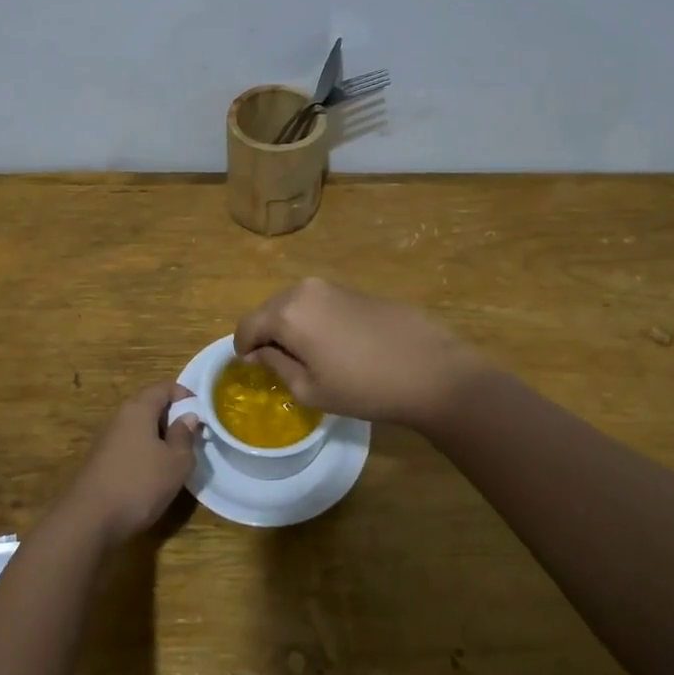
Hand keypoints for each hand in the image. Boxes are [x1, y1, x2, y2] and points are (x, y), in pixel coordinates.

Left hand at [62, 383, 201, 544]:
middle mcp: (120, 417)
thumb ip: (185, 436)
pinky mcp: (102, 461)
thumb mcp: (176, 462)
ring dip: (160, 438)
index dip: (186, 395)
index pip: (165, 387)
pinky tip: (154, 475)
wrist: (89, 521)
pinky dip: (146, 453)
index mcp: (139, 408)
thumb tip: (188, 417)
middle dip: (174, 418)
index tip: (202, 414)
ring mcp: (108, 439)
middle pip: (151, 405)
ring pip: (140, 428)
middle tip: (193, 438)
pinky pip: (130, 446)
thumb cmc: (139, 484)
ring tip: (177, 459)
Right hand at [235, 278, 493, 427]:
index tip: (251, 367)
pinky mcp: (355, 289)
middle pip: (269, 310)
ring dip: (291, 325)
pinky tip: (335, 344)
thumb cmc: (364, 387)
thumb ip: (275, 365)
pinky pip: (319, 302)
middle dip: (266, 334)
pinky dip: (314, 319)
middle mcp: (304, 289)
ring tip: (307, 356)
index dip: (243, 348)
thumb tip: (257, 353)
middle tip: (277, 364)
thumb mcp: (310, 389)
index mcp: (287, 313)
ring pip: (294, 304)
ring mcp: (332, 286)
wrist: (430, 370)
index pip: (247, 325)